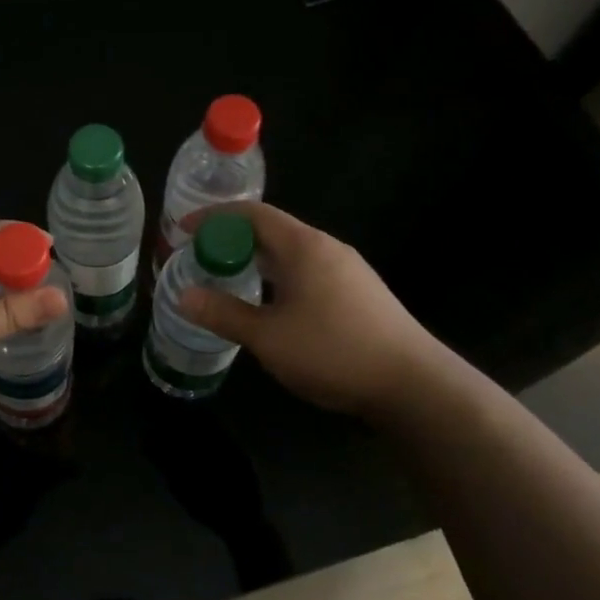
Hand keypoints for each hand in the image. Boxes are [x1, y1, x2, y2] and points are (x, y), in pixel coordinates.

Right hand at [175, 202, 456, 418]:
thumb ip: (223, 314)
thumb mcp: (268, 337)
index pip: (252, 214)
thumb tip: (184, 297)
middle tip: (200, 256)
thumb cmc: (334, 352)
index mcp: (304, 247)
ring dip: (257, 259)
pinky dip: (278, 275)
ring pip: (291, 253)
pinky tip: (270, 303)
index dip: (214, 217)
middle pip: (272, 230)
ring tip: (228, 277)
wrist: (415, 386)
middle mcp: (327, 248)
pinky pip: (308, 270)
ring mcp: (348, 270)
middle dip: (233, 238)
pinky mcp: (359, 293)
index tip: (184, 230)